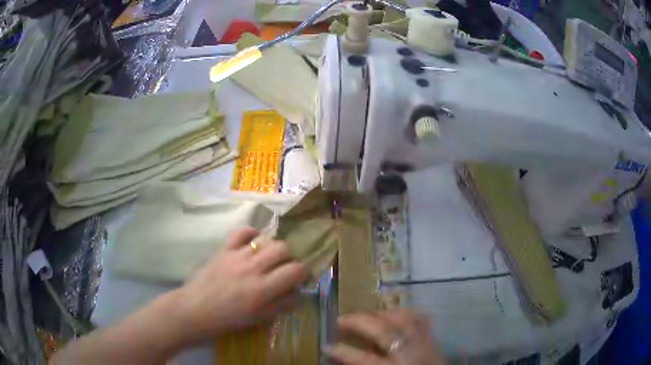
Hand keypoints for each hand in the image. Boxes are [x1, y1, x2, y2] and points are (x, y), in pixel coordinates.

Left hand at [176, 227, 307, 340]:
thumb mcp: (258, 319)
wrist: (196, 309)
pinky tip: (253, 242)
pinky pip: (242, 232)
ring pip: (265, 239)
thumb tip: (297, 293)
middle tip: (284, 267)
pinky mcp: (224, 249)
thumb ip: (281, 305)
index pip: (295, 270)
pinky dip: (251, 233)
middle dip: (289, 257)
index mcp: (263, 289)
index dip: (303, 272)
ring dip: (272, 247)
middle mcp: (252, 268)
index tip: (300, 277)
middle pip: (283, 248)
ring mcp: (237, 255)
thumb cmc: (228, 319)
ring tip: (268, 257)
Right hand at [324, 309, 445, 364]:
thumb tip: (337, 358)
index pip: (363, 359)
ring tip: (366, 315)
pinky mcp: (433, 338)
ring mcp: (423, 343)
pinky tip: (394, 313)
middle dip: (358, 322)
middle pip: (383, 331)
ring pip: (403, 319)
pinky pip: (420, 318)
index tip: (326, 346)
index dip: (342, 352)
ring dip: (381, 314)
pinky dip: (405, 313)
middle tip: (340, 320)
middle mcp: (409, 353)